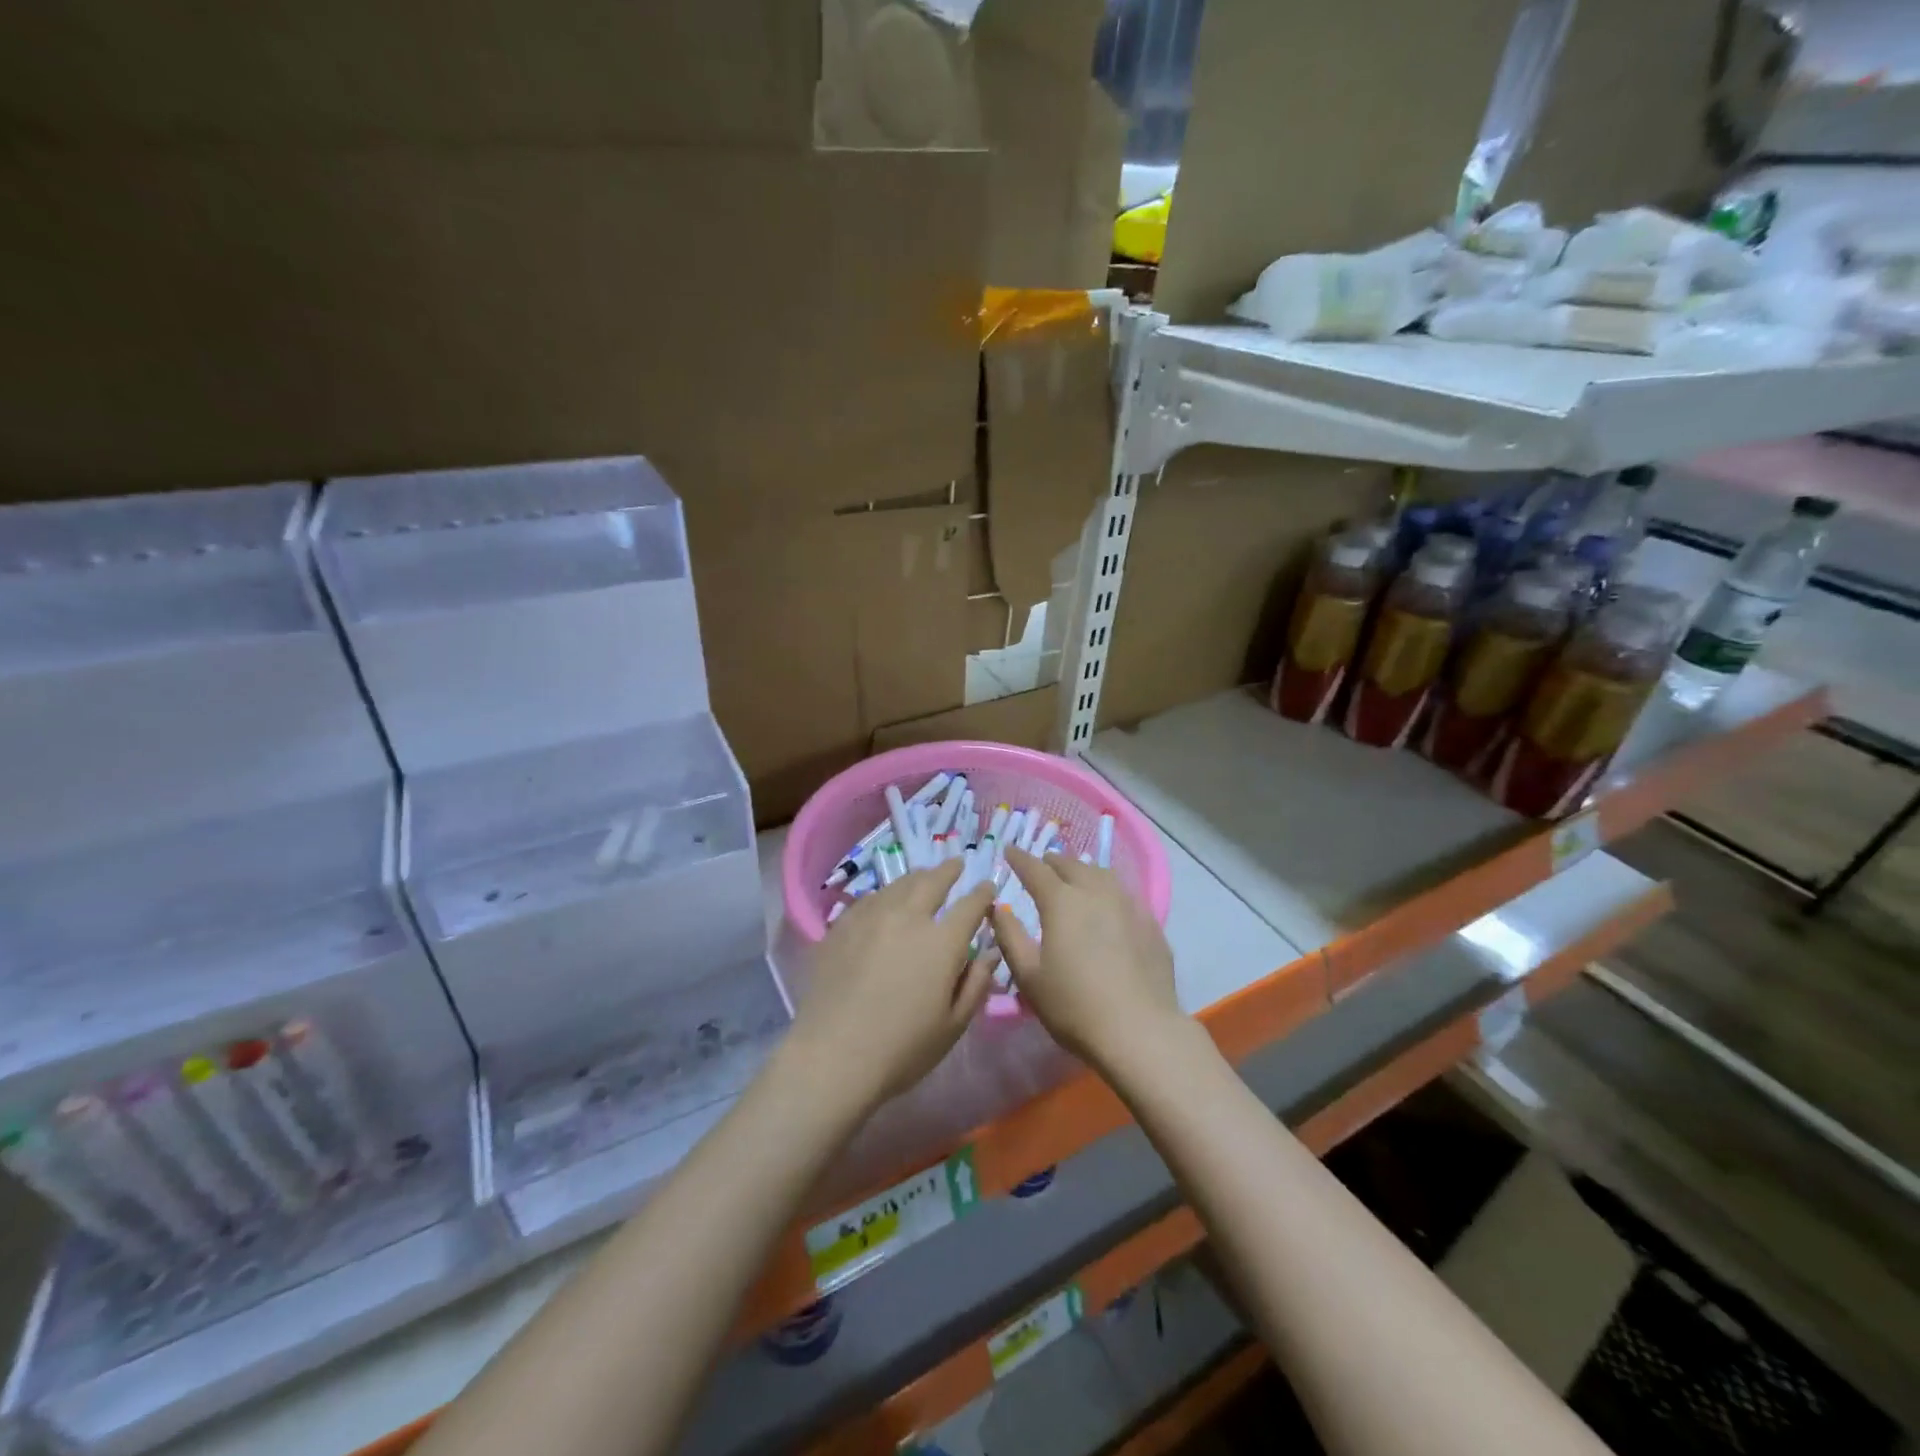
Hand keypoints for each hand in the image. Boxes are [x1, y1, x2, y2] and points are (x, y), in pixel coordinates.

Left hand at [783, 860, 996, 1112]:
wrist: (833, 1056)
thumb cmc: (902, 1049)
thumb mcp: (953, 1025)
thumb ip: (976, 983)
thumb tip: (989, 952)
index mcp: (942, 941)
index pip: (970, 905)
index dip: (983, 893)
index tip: (988, 887)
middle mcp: (908, 917)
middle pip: (932, 881)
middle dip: (949, 871)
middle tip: (956, 865)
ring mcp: (870, 917)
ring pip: (899, 885)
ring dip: (917, 878)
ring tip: (923, 877)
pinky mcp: (841, 927)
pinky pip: (869, 899)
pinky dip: (885, 894)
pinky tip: (884, 901)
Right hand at [990, 847, 1182, 1069]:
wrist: (1140, 1030)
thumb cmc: (1074, 1005)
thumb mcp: (1029, 976)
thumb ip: (1010, 936)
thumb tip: (998, 908)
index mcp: (1061, 901)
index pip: (1035, 869)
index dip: (1019, 858)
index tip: (1009, 851)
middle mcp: (1095, 892)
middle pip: (1071, 865)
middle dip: (1052, 862)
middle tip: (1042, 866)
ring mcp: (1128, 905)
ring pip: (1102, 875)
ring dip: (1083, 871)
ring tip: (1076, 879)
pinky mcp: (1151, 923)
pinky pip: (1124, 895)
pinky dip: (1108, 892)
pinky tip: (1109, 907)